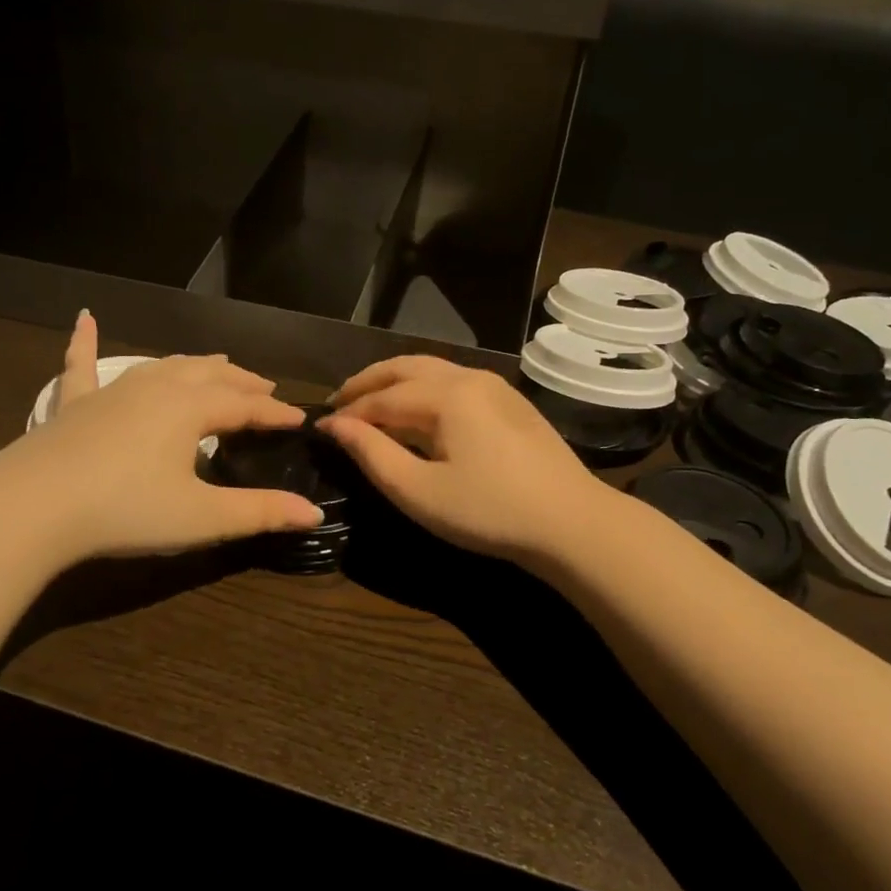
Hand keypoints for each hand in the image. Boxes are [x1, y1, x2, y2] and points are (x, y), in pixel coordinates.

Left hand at [0, 311, 320, 568]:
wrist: (31, 509)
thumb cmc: (125, 511)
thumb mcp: (201, 517)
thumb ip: (259, 513)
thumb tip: (313, 513)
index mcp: (190, 408)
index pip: (246, 405)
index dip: (275, 412)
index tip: (300, 419)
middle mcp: (156, 387)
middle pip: (210, 375)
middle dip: (242, 381)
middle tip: (265, 387)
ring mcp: (111, 391)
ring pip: (164, 366)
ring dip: (195, 364)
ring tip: (217, 365)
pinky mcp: (73, 405)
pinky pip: (81, 365)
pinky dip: (85, 341)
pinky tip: (84, 317)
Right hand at [317, 355, 617, 561]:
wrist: (571, 523)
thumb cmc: (489, 512)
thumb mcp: (419, 491)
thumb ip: (373, 454)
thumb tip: (336, 426)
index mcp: (446, 395)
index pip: (382, 398)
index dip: (347, 413)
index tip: (318, 428)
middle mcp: (469, 377)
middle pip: (405, 368)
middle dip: (368, 382)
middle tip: (339, 401)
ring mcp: (495, 387)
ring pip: (432, 370)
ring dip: (396, 382)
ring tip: (371, 402)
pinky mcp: (510, 403)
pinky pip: (454, 382)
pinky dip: (423, 389)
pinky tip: (417, 412)